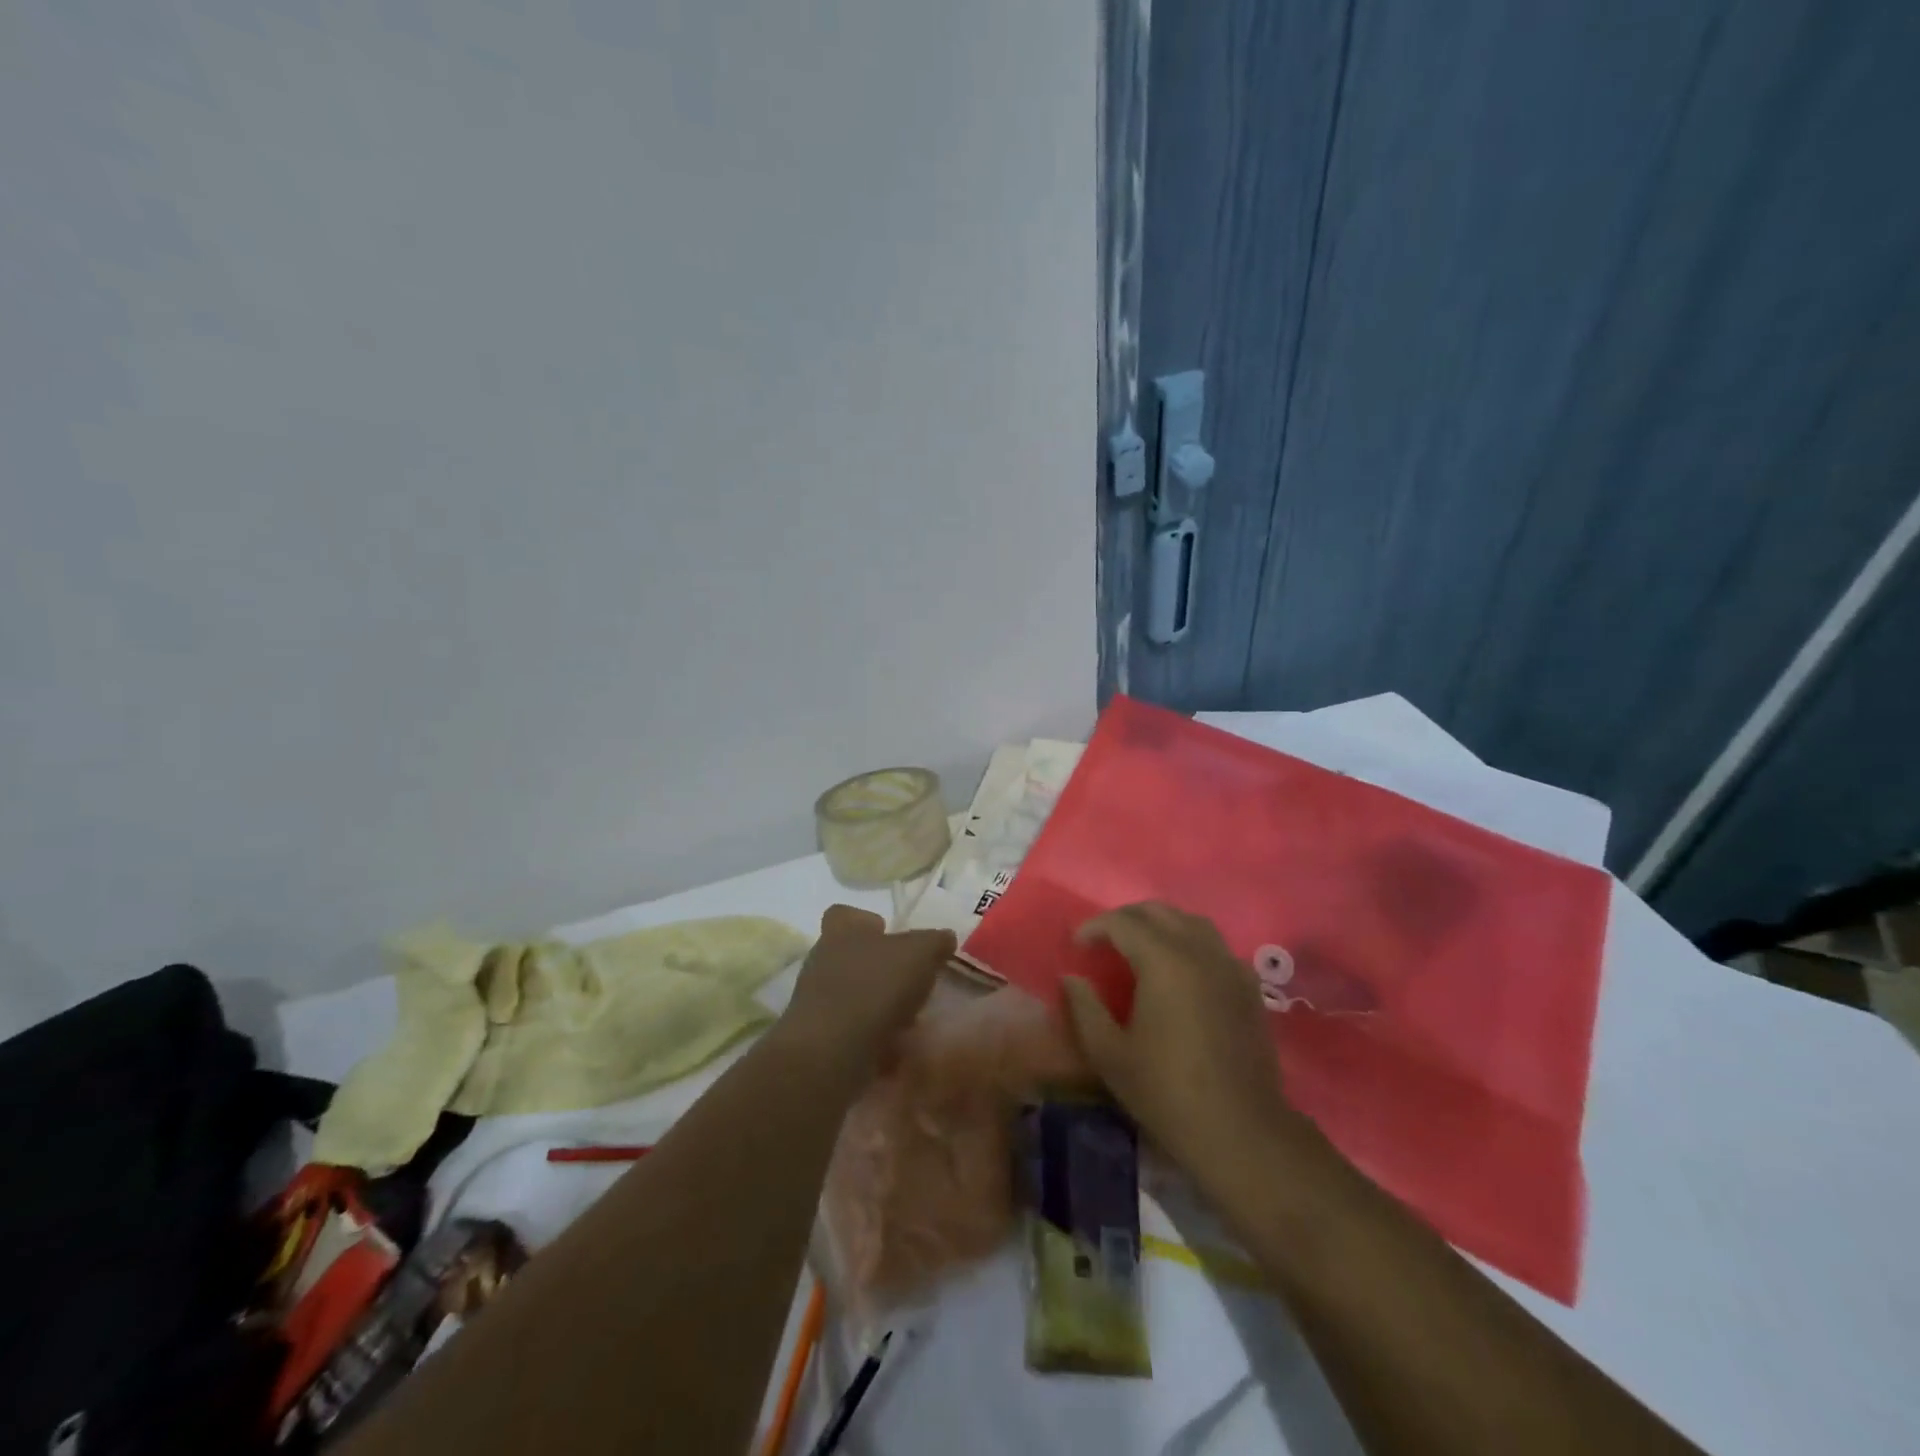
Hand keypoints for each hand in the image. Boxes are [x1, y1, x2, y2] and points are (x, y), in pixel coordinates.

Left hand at [781, 905, 955, 1071]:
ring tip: (911, 1022)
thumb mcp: (921, 953)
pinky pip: (852, 1031)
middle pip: (853, 956)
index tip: (892, 936)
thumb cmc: (875, 986)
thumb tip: (945, 938)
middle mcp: (823, 960)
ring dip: (880, 1006)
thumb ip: (935, 941)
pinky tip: (897, 1050)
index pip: (846, 914)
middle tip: (912, 984)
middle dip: (882, 970)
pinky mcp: (820, 1037)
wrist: (832, 1052)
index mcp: (842, 931)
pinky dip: (874, 1039)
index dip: (869, 922)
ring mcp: (817, 1001)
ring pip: (854, 995)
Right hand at [1063, 903, 1298, 1193]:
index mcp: (1164, 961)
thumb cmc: (1167, 1092)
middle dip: (1126, 919)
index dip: (1094, 927)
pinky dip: (1191, 944)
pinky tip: (1180, 972)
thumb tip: (1072, 978)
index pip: (1122, 922)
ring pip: (1191, 923)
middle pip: (1158, 912)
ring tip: (1140, 948)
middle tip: (1104, 942)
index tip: (1077, 946)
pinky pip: (1215, 946)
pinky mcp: (1249, 987)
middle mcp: (1199, 951)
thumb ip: (1085, 1008)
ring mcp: (1230, 966)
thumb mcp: (1110, 1054)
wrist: (1241, 1131)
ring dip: (1160, 925)